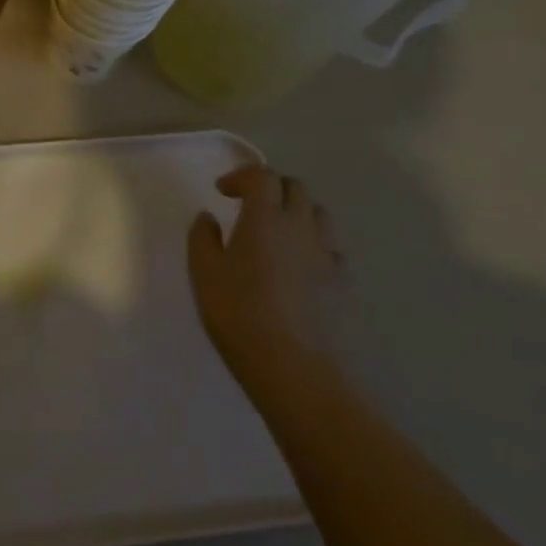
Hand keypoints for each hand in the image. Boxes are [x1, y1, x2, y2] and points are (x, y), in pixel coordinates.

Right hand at [188, 165, 340, 388]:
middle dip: (271, 187)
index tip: (222, 191)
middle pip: (295, 187)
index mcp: (265, 218)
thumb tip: (208, 218)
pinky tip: (300, 265)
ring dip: (297, 211)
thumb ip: (203, 238)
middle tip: (250, 205)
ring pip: (319, 213)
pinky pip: (331, 247)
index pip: (262, 176)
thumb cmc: (240, 314)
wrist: (294, 368)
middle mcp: (300, 226)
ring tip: (278, 231)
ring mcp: (326, 254)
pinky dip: (314, 243)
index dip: (241, 176)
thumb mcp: (204, 273)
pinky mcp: (342, 282)